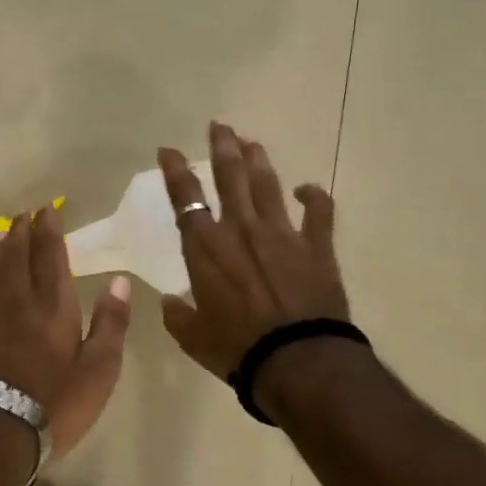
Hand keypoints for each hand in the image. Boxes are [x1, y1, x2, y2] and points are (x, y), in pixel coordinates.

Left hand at [0, 206, 131, 452]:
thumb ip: (110, 322)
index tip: (48, 210)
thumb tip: (119, 280)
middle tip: (24, 215)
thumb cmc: (57, 401)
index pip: (50, 255)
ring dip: (0, 250)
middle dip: (22, 232)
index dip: (49, 230)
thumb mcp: (100, 368)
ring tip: (3, 234)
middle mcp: (18, 301)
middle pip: (17, 256)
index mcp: (52, 304)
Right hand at [158, 122, 349, 378]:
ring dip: (258, 160)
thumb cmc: (237, 349)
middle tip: (219, 126)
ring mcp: (281, 233)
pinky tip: (308, 189)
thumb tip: (169, 302)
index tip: (167, 150)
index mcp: (206, 247)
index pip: (185, 198)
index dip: (174, 170)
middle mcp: (241, 229)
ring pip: (267, 184)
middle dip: (222, 147)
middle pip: (229, 176)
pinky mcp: (315, 246)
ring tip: (251, 142)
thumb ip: (178, 315)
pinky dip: (315, 197)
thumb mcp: (193, 337)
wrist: (297, 360)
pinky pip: (318, 212)